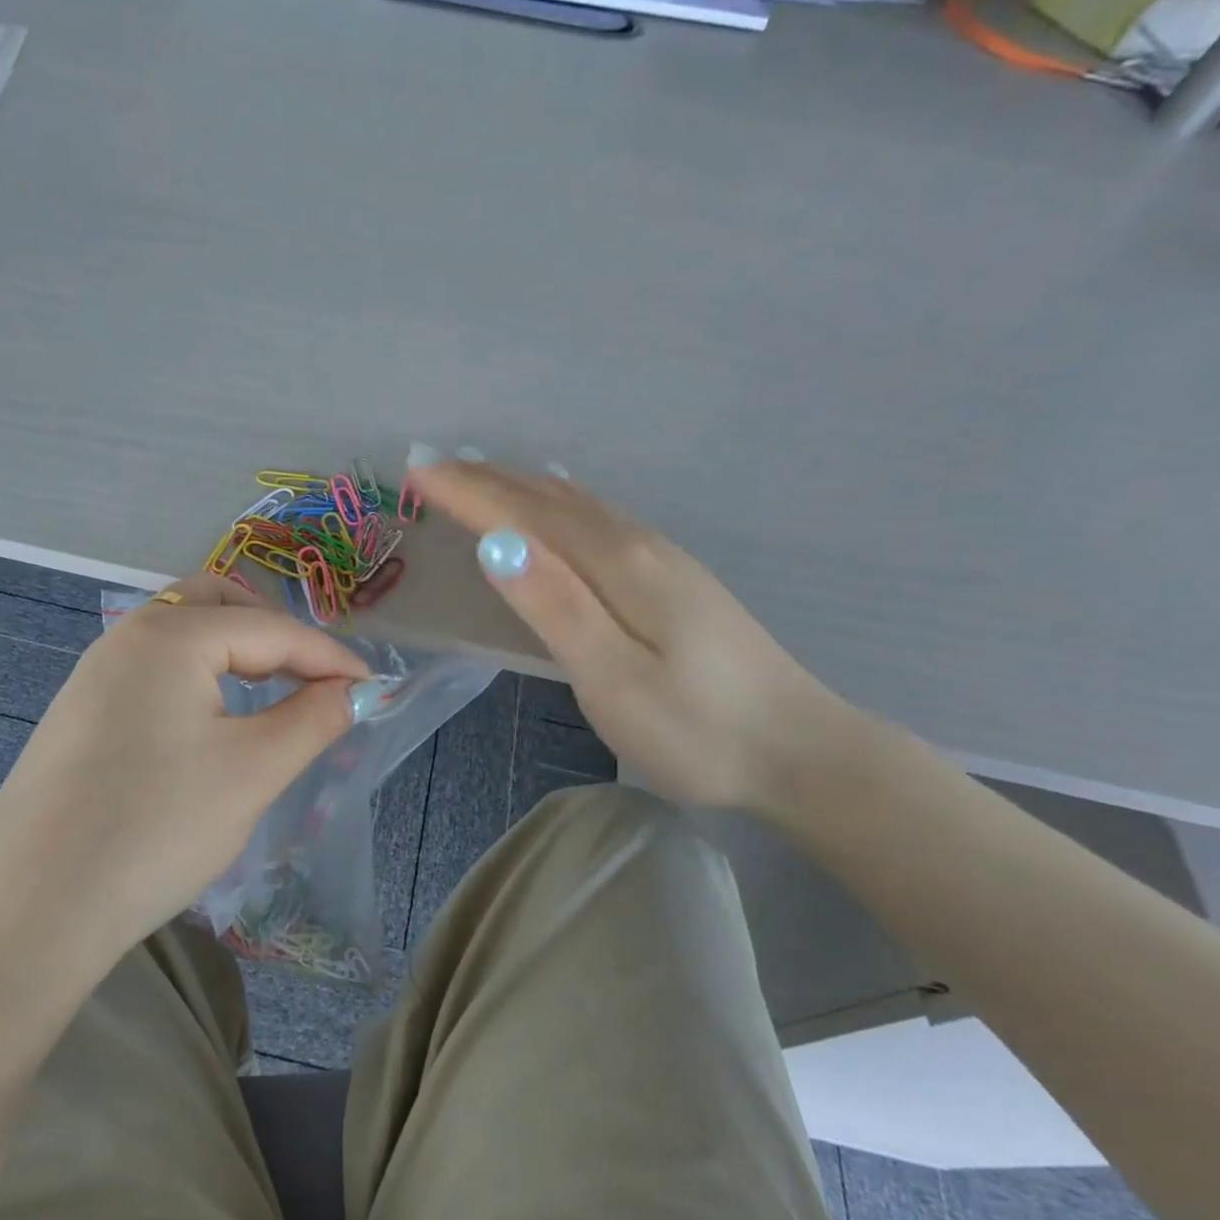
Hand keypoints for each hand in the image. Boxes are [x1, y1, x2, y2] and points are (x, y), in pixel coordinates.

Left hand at [0, 575, 369, 955]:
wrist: (32, 913)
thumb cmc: (156, 829)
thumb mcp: (253, 772)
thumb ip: (313, 718)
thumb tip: (354, 691)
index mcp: (169, 635)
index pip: (271, 629)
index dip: (330, 657)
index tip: (373, 688)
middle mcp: (125, 637)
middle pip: (217, 606)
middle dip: (273, 633)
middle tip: (312, 678)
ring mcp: (93, 675)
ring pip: (180, 637)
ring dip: (233, 653)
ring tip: (270, 694)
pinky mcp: (78, 714)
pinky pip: (152, 672)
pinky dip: (196, 679)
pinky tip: (209, 723)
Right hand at [407, 460, 849, 811]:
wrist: (801, 752)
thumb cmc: (696, 730)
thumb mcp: (613, 677)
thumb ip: (555, 606)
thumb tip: (496, 542)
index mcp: (618, 566)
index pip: (527, 515)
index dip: (469, 493)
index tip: (418, 473)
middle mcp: (639, 547)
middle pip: (551, 500)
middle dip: (489, 481)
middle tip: (434, 467)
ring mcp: (663, 560)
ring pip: (579, 505)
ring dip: (523, 486)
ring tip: (482, 474)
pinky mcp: (676, 580)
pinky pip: (602, 519)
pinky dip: (563, 502)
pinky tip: (564, 501)